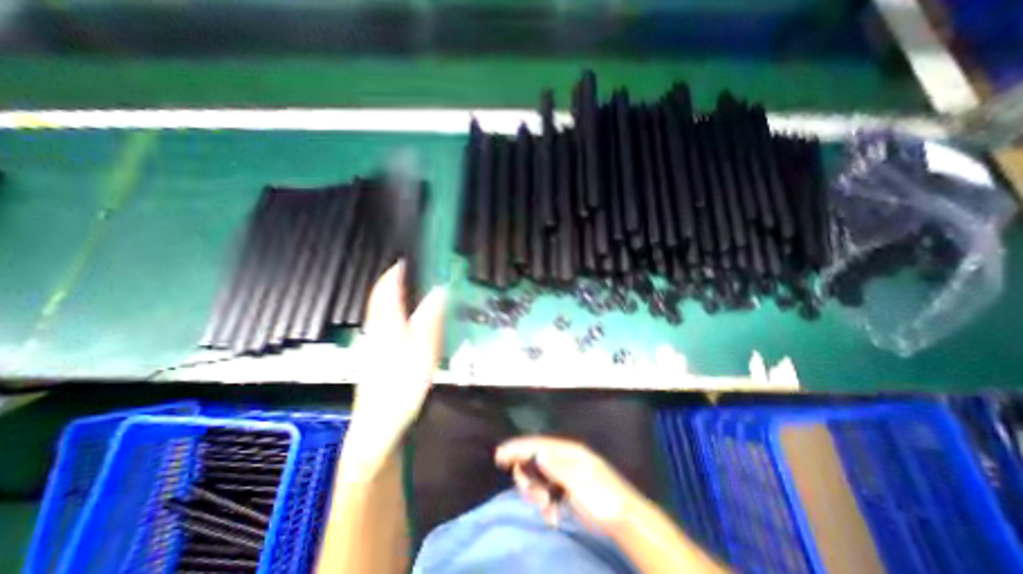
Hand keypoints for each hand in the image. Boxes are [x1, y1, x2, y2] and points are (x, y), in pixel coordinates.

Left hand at [345, 263, 446, 471]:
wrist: (380, 424)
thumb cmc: (401, 386)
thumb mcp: (423, 350)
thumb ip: (431, 319)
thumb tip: (439, 292)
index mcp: (387, 324)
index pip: (386, 290)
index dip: (395, 273)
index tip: (406, 261)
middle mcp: (377, 329)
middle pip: (381, 299)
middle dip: (394, 283)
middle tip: (413, 274)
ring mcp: (375, 344)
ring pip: (382, 312)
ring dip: (394, 297)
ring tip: (412, 291)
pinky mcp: (378, 356)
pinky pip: (386, 326)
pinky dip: (395, 315)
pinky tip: (407, 322)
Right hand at [495, 436, 635, 531]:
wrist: (624, 519)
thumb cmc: (603, 497)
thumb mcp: (580, 482)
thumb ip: (557, 468)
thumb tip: (537, 454)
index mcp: (567, 451)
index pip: (537, 444)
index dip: (517, 448)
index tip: (499, 455)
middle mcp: (563, 458)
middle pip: (534, 461)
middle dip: (528, 478)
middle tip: (535, 497)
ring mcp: (564, 474)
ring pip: (538, 477)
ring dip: (536, 494)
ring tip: (546, 509)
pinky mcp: (565, 490)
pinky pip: (545, 491)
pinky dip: (544, 504)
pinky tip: (551, 516)